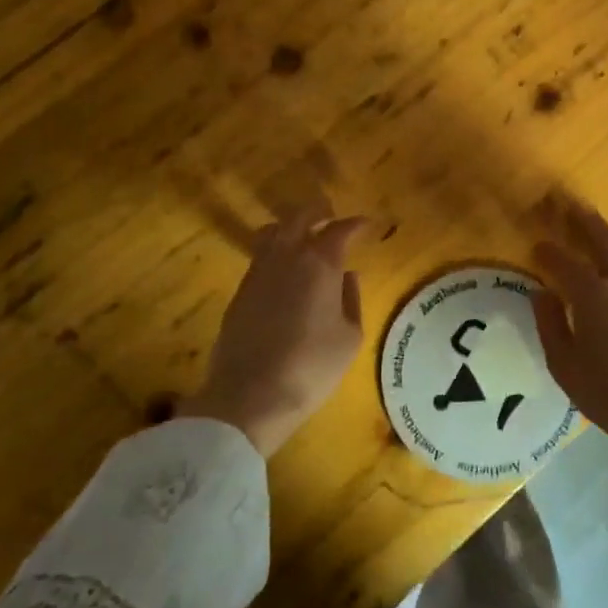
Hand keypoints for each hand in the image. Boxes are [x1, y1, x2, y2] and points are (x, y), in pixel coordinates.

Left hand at [184, 198, 366, 456]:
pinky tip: (284, 269)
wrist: (248, 396)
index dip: (356, 224)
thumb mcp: (349, 337)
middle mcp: (286, 256)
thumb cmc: (311, 367)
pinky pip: (260, 256)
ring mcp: (258, 272)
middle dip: (319, 211)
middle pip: (300, 217)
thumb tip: (348, 275)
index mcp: (320, 264)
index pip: (340, 229)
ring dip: (292, 227)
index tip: (367, 225)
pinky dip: (275, 250)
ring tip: (304, 236)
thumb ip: (351, 299)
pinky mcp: (240, 291)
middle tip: (332, 215)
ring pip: (273, 231)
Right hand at [532, 197, 607, 571]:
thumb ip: (551, 325)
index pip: (566, 263)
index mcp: (594, 298)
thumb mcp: (565, 366)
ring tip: (596, 223)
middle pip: (603, 242)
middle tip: (568, 204)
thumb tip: (542, 293)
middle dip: (584, 221)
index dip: (548, 251)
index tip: (536, 244)